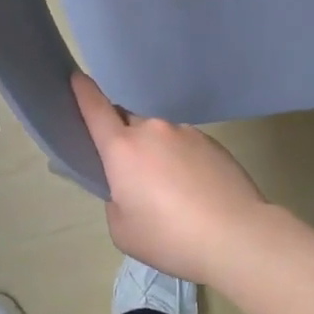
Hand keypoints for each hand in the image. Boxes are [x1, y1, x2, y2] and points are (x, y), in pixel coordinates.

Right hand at [71, 72, 270, 283]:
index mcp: (122, 148)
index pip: (95, 109)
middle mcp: (152, 130)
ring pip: (160, 137)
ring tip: (174, 194)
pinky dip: (183, 162)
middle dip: (125, 141)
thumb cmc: (170, 237)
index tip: (76, 76)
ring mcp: (185, 132)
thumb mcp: (123, 230)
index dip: (83, 92)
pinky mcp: (212, 142)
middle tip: (134, 176)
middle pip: (128, 123)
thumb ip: (116, 200)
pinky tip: (196, 193)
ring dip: (158, 155)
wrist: (236, 235)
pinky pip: (186, 146)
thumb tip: (130, 187)